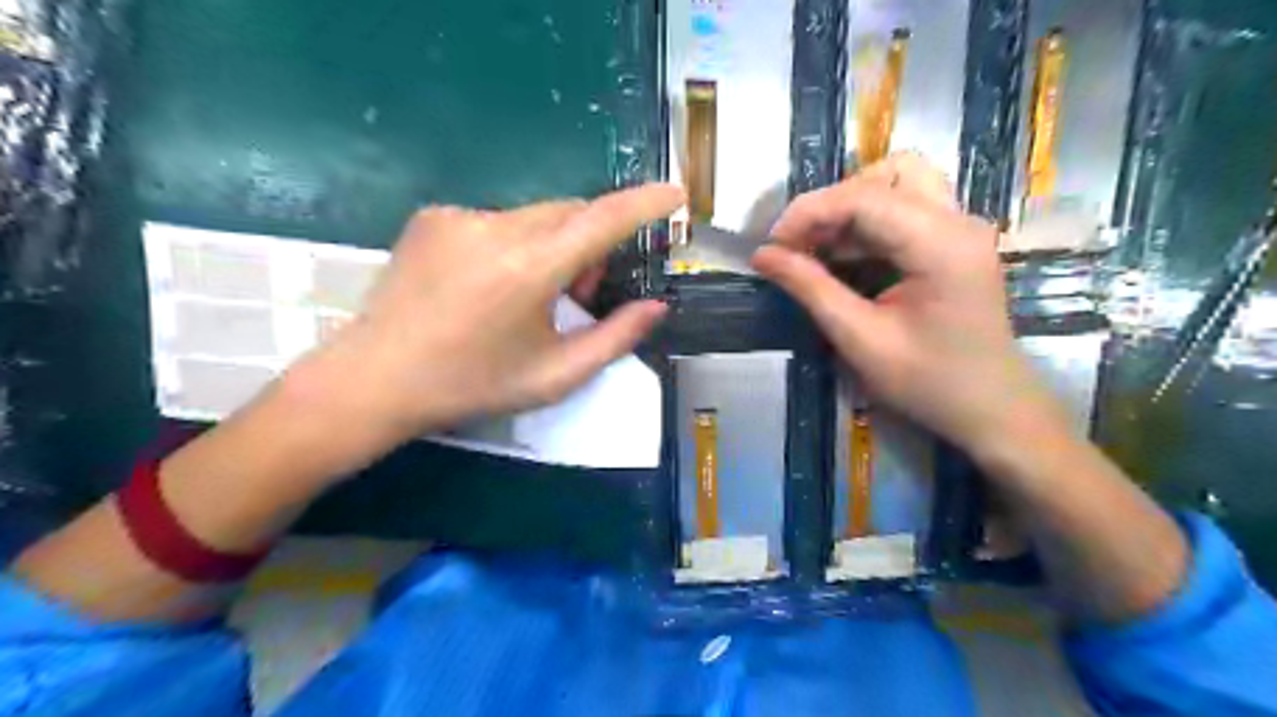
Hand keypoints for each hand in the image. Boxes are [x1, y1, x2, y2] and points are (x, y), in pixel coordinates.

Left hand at [284, 182, 683, 469]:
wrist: (376, 379)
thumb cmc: (472, 385)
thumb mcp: (554, 375)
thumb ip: (614, 338)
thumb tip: (656, 307)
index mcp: (529, 269)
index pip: (603, 221)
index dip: (645, 203)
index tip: (675, 194)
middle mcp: (495, 228)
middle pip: (570, 213)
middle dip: (591, 243)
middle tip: (582, 292)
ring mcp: (459, 216)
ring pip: (535, 216)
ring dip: (553, 244)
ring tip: (531, 294)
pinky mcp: (433, 216)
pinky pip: (497, 220)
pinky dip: (514, 244)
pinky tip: (488, 285)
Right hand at [751, 154, 1068, 459]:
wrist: (991, 410)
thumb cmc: (928, 383)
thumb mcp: (860, 339)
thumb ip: (811, 288)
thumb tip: (762, 255)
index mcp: (940, 243)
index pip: (864, 196)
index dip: (809, 212)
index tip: (772, 245)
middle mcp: (958, 221)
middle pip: (889, 172)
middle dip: (835, 201)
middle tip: (802, 243)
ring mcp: (961, 228)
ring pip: (899, 183)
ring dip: (850, 209)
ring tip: (817, 250)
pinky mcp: (954, 242)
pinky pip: (905, 210)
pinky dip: (866, 225)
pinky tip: (843, 257)